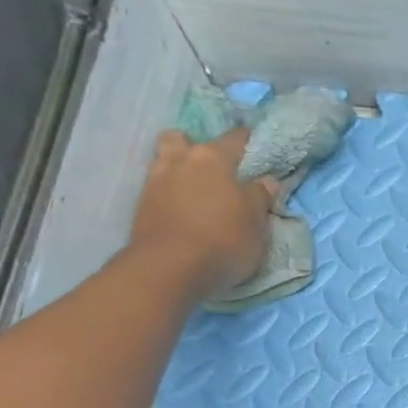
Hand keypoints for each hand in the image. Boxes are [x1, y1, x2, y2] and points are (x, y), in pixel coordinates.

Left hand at [128, 129, 277, 300]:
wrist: (169, 269)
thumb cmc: (223, 241)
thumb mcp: (256, 223)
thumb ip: (260, 197)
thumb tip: (267, 180)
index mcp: (213, 158)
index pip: (236, 138)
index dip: (248, 142)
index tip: (257, 150)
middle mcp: (181, 160)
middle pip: (183, 139)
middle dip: (195, 147)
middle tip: (212, 171)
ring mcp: (155, 181)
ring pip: (165, 161)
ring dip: (178, 169)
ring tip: (194, 192)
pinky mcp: (140, 206)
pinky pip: (157, 188)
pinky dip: (169, 194)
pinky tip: (181, 211)